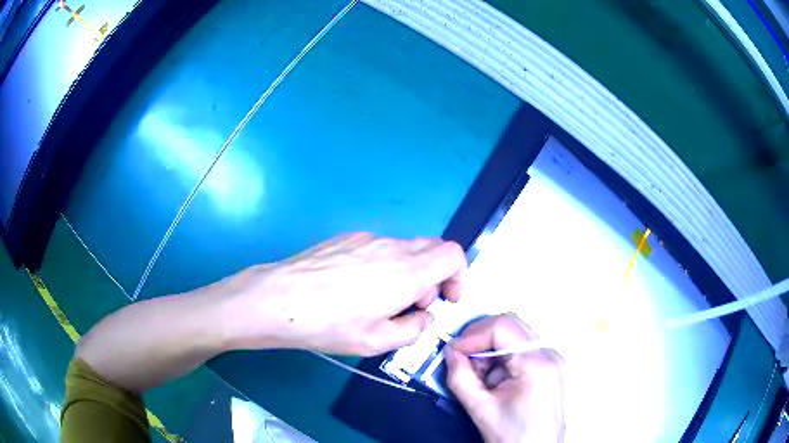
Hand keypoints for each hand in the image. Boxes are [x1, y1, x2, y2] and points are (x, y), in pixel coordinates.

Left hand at [224, 233, 465, 355]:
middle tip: (414, 304)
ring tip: (380, 298)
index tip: (446, 299)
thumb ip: (413, 329)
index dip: (459, 275)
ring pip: (404, 248)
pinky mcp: (345, 237)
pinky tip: (354, 286)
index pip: (453, 254)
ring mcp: (366, 238)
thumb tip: (424, 316)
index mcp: (407, 273)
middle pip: (432, 248)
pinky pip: (378, 247)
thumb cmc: (330, 325)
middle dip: (434, 276)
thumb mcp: (377, 341)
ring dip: (408, 271)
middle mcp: (392, 248)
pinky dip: (384, 264)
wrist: (278, 300)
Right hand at [445, 314, 564, 442]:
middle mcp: (549, 354)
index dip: (472, 335)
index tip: (453, 350)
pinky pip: (520, 350)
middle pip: (510, 326)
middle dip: (481, 341)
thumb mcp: (481, 409)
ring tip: (480, 379)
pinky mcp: (549, 366)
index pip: (502, 327)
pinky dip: (501, 360)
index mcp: (537, 363)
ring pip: (514, 337)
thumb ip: (461, 377)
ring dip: (490, 352)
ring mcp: (552, 359)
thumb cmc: (515, 436)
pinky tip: (494, 382)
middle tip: (462, 360)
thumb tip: (451, 353)